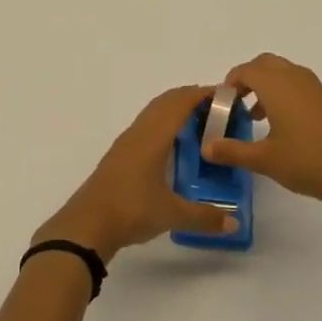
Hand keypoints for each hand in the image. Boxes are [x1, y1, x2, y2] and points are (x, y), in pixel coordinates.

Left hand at [33, 85, 240, 262]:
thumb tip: (235, 224)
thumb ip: (205, 217)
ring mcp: (125, 143)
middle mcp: (139, 133)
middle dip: (189, 98)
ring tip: (198, 123)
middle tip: (217, 108)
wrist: (87, 225)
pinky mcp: (118, 156)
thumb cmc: (131, 210)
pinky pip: (144, 127)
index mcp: (153, 137)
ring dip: (173, 110)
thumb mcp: (172, 214)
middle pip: (165, 102)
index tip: (225, 96)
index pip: (179, 103)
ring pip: (152, 113)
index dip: (201, 95)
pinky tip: (170, 145)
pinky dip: (162, 124)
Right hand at [203, 53, 321, 219]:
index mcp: (276, 85)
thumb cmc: (308, 162)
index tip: (222, 104)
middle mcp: (296, 78)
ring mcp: (317, 88)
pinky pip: (300, 86)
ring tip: (258, 118)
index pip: (245, 70)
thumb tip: (206, 147)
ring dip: (268, 87)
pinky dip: (286, 95)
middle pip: (266, 64)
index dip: (230, 83)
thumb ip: (232, 151)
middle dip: (248, 79)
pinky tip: (286, 128)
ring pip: (285, 74)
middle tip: (238, 104)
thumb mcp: (264, 160)